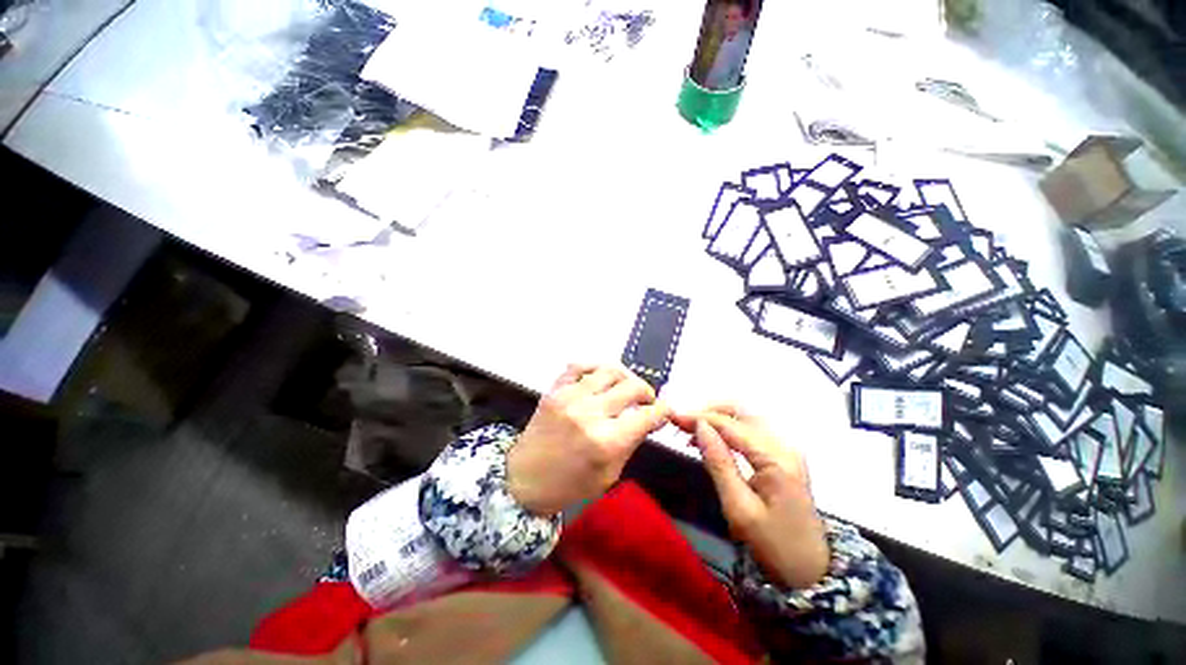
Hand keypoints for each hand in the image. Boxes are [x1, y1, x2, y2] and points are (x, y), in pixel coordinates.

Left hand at [507, 364, 671, 516]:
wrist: (524, 479)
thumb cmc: (569, 485)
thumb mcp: (609, 474)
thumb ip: (630, 443)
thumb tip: (648, 419)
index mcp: (607, 441)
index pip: (646, 415)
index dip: (662, 410)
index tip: (665, 409)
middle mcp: (591, 413)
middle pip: (632, 387)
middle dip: (647, 392)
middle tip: (646, 400)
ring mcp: (570, 396)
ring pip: (609, 370)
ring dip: (625, 377)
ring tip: (626, 387)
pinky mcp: (555, 389)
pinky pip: (580, 365)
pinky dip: (595, 366)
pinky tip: (601, 376)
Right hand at [672, 405, 828, 589]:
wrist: (812, 572)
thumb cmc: (774, 546)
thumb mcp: (739, 508)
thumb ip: (719, 463)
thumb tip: (700, 427)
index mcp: (776, 458)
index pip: (731, 425)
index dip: (700, 417)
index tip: (674, 417)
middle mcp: (784, 445)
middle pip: (743, 412)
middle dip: (709, 412)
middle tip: (682, 422)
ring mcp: (786, 449)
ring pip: (746, 418)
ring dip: (718, 418)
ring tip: (691, 430)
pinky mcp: (783, 457)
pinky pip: (752, 431)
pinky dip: (729, 429)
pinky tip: (711, 439)